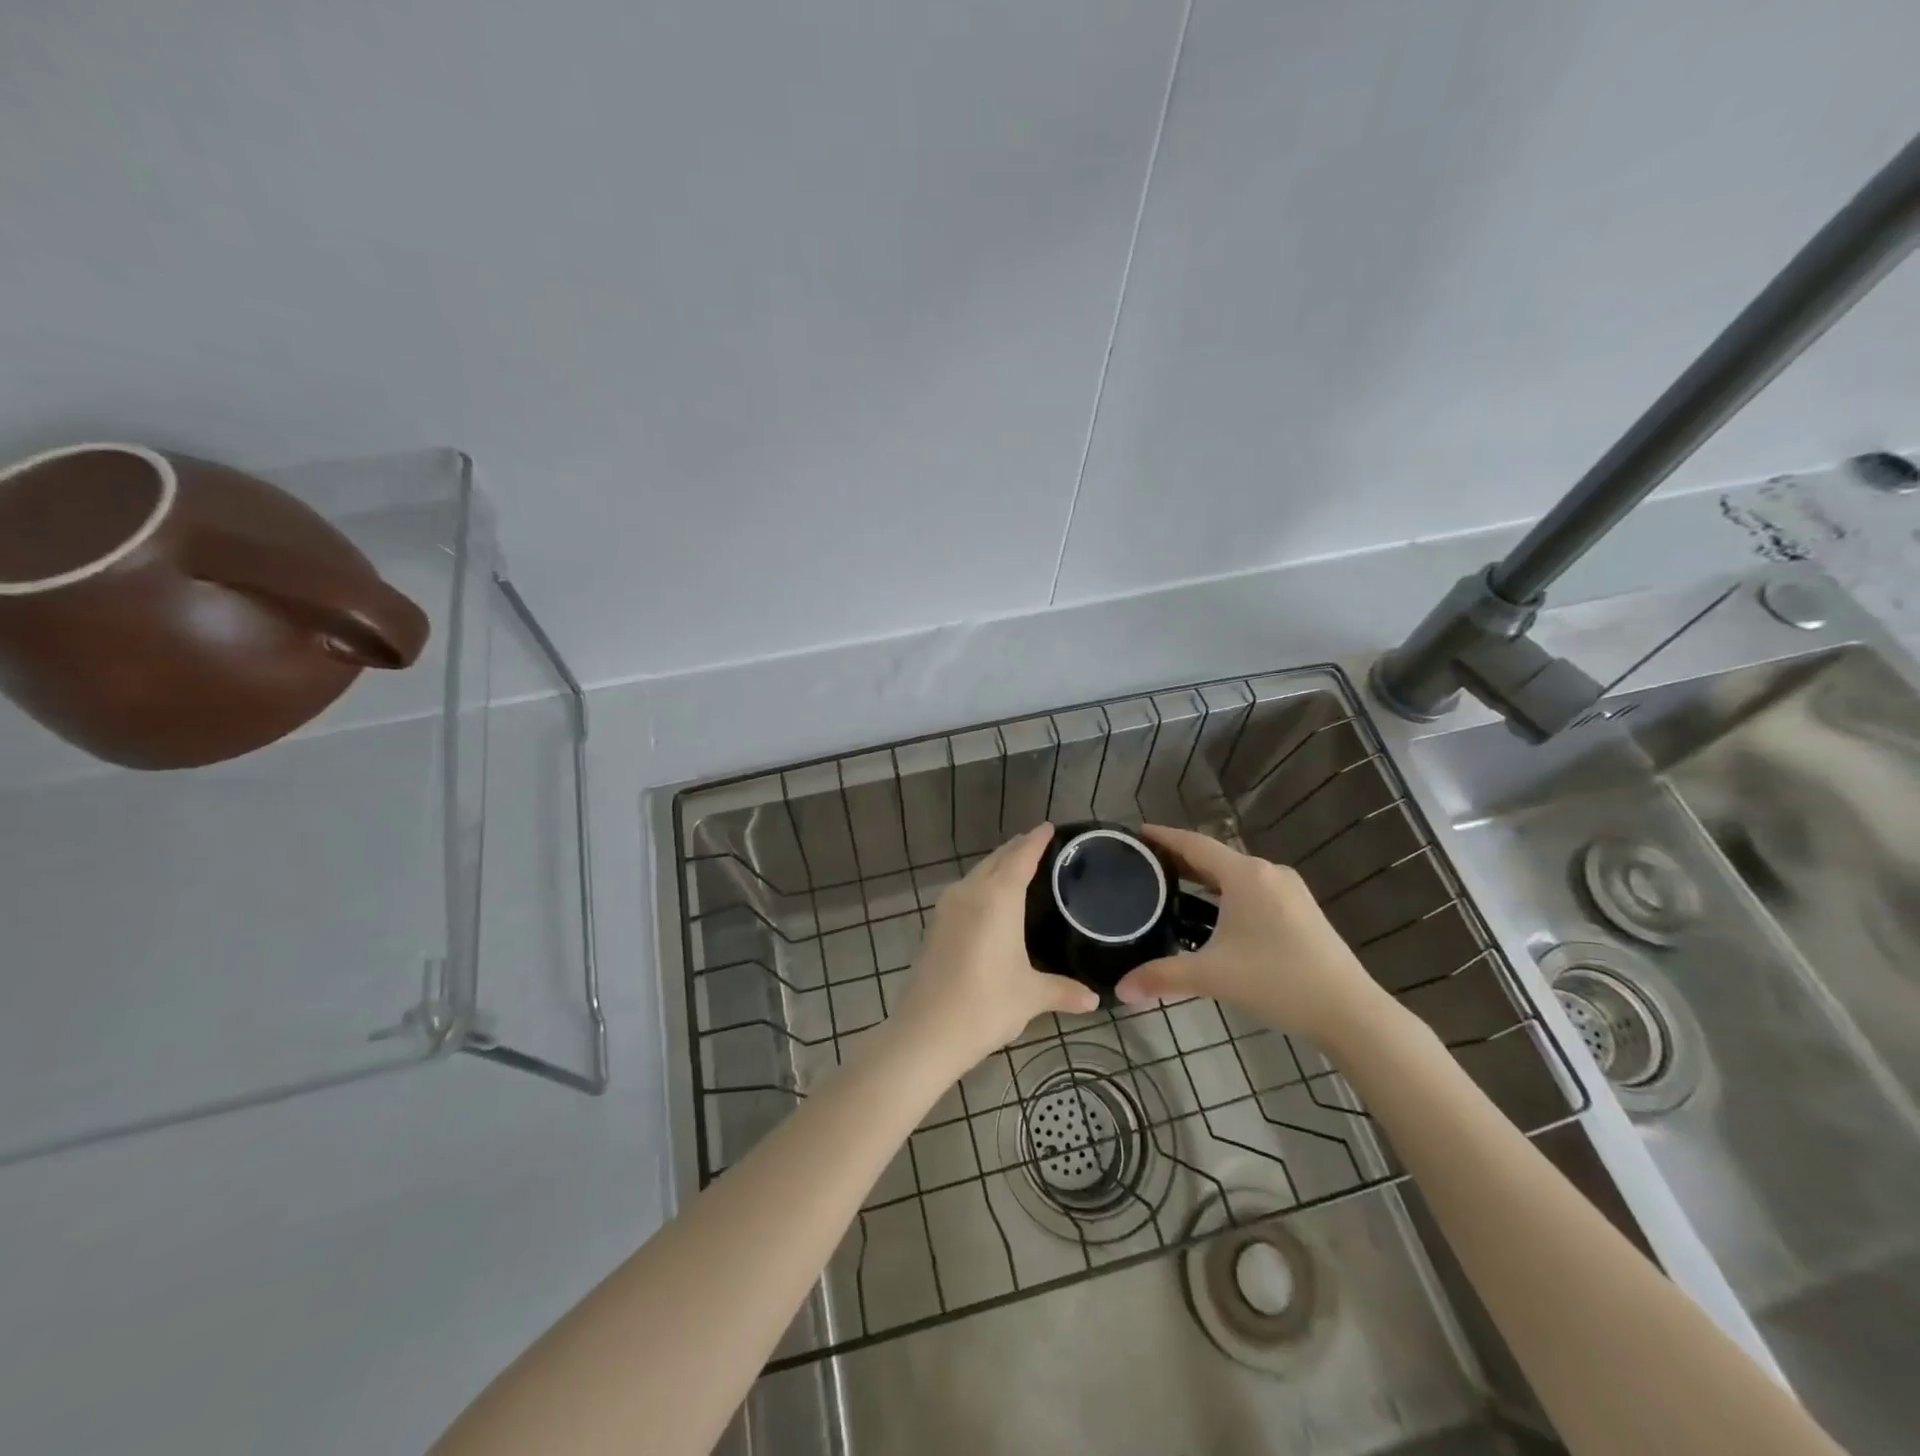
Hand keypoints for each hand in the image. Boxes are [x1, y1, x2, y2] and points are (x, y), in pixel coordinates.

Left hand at [892, 824, 1100, 1073]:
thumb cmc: (986, 1005)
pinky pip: (964, 891)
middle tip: (1038, 844)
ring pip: (976, 874)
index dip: (1036, 840)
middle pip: (996, 860)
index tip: (1049, 827)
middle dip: (1016, 849)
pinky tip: (990, 901)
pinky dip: (982, 885)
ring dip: (996, 866)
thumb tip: (1094, 1000)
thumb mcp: (1031, 996)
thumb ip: (1063, 991)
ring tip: (1017, 867)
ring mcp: (947, 907)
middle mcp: (970, 892)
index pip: (1020, 857)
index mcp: (998, 898)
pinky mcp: (935, 925)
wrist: (926, 1031)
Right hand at [1113, 825, 1388, 1046]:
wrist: (1349, 1011)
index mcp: (1244, 875)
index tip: (1137, 833)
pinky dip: (1227, 891)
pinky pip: (1253, 888)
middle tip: (1146, 864)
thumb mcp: (1212, 976)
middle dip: (1181, 858)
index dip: (1164, 837)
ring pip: (1236, 874)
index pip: (1194, 843)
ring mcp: (1289, 890)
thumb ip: (1162, 977)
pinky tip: (1215, 911)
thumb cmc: (1277, 981)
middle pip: (1215, 856)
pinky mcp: (1302, 910)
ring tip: (1174, 886)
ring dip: (1205, 876)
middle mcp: (1267, 872)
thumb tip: (1120, 989)